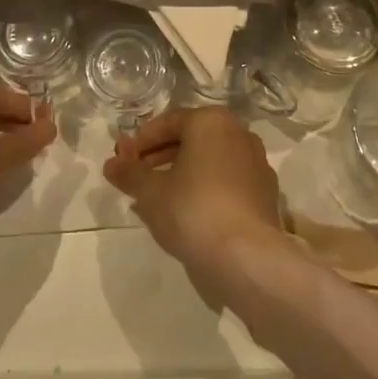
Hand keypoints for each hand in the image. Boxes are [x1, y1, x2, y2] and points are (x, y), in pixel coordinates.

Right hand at [103, 106, 283, 279]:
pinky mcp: (266, 193)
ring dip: (182, 174)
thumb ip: (130, 174)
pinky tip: (187, 215)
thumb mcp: (151, 192)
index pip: (169, 121)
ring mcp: (257, 163)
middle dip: (161, 157)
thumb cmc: (193, 210)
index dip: (141, 141)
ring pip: (210, 161)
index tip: (123, 160)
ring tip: (157, 200)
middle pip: (192, 139)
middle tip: (137, 178)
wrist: (247, 257)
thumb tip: (111, 164)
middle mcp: (239, 133)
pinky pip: (227, 182)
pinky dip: (205, 190)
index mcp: (212, 121)